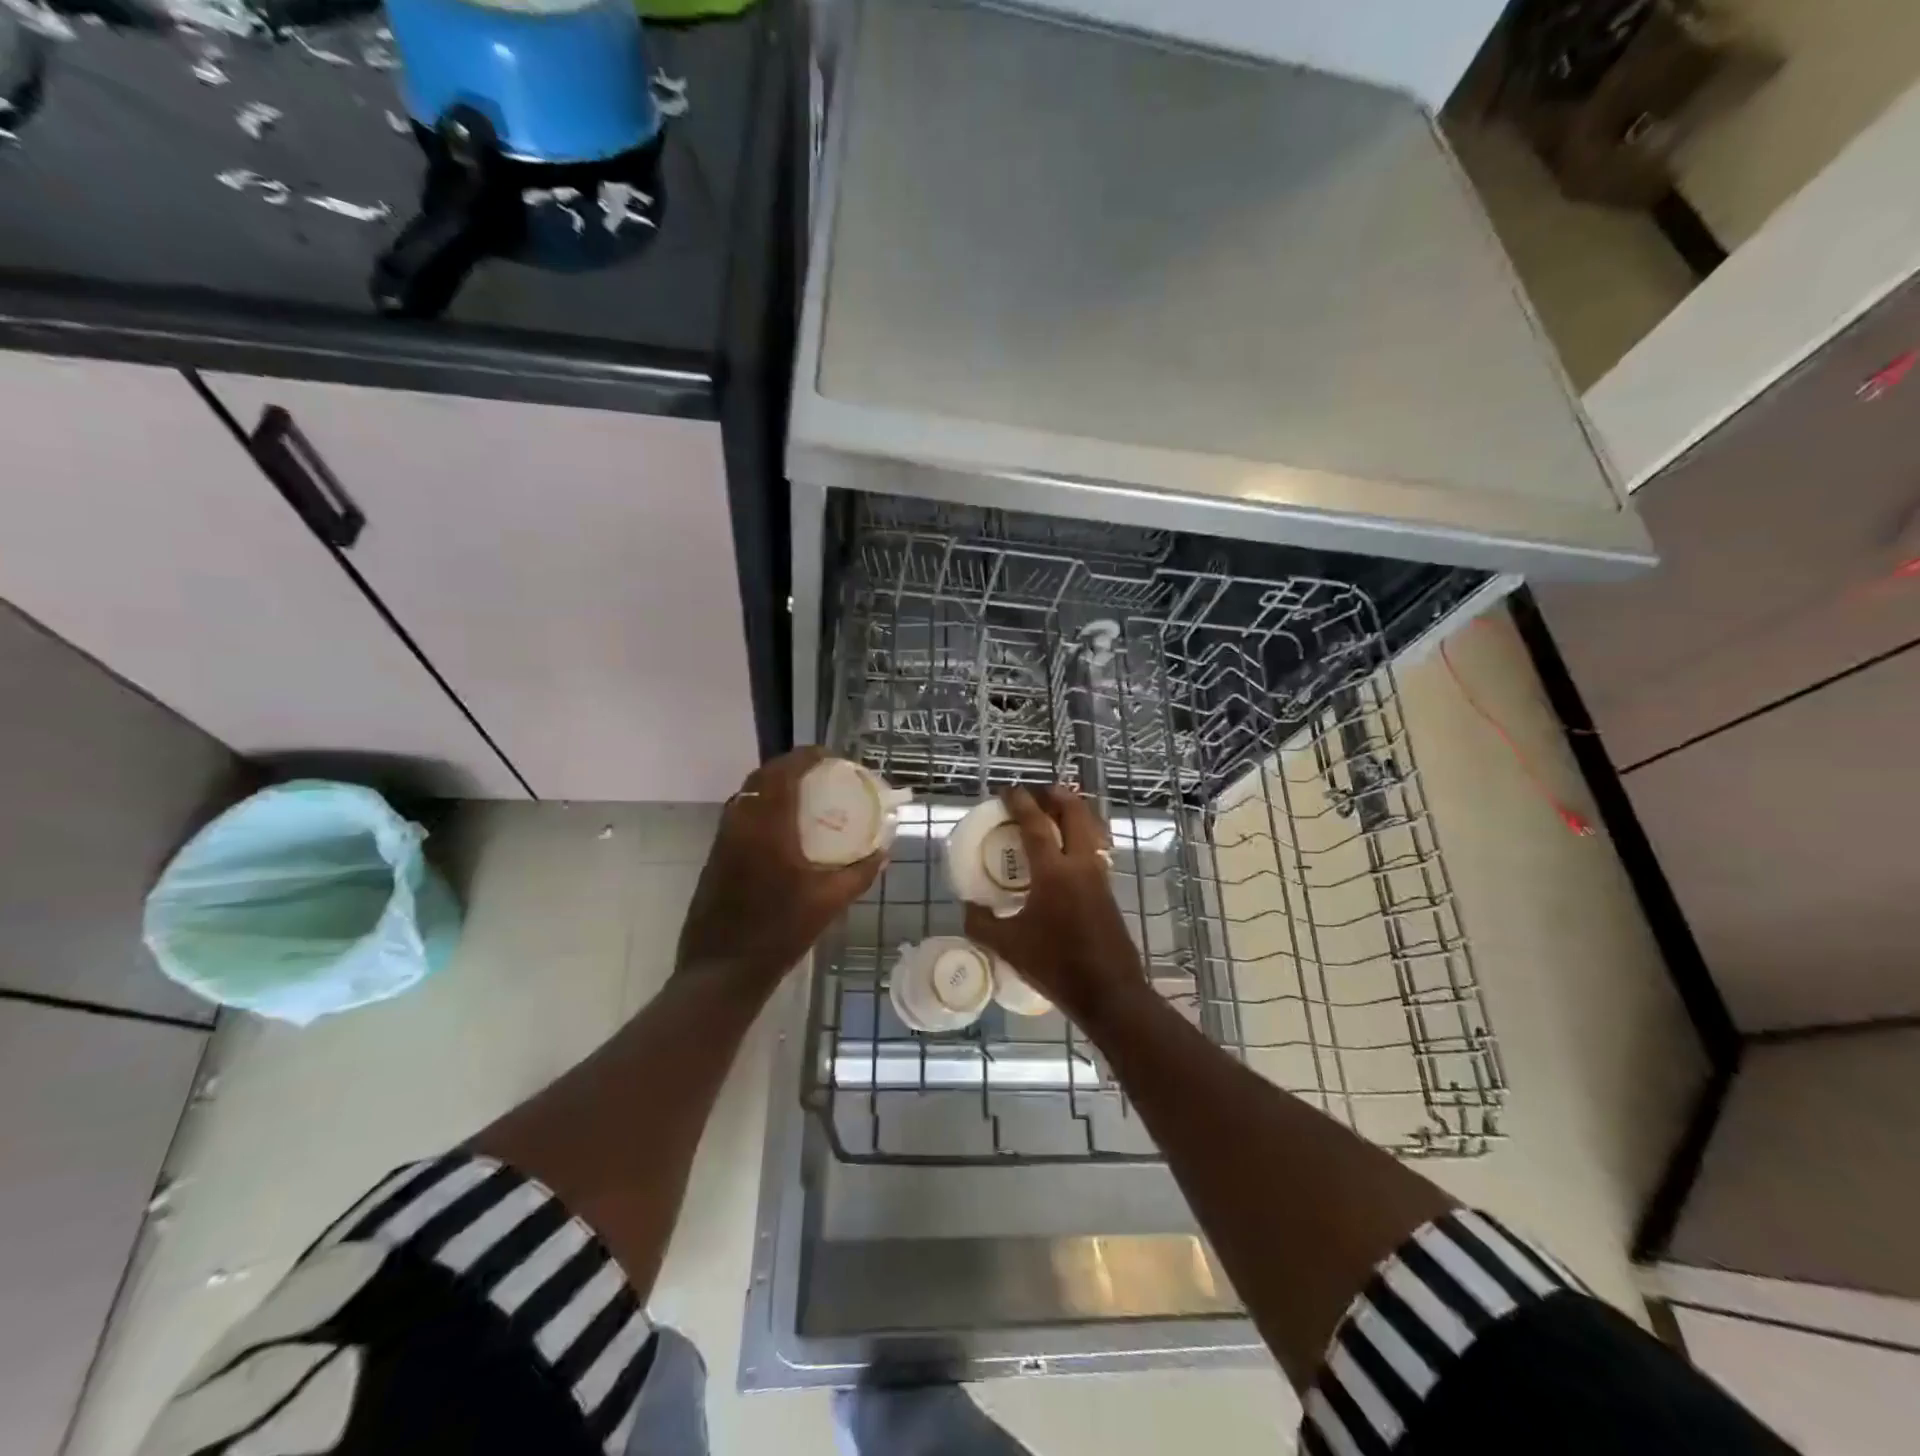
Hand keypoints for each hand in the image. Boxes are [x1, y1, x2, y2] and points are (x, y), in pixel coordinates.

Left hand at [676, 747, 883, 993]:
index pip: (784, 772)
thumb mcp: (829, 903)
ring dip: (773, 785)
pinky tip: (782, 828)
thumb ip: (860, 873)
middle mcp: (741, 823)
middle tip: (820, 773)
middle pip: (762, 776)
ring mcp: (723, 840)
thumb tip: (883, 852)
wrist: (722, 970)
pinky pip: (740, 814)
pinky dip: (761, 806)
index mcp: (768, 827)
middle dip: (791, 767)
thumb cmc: (779, 933)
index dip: (807, 757)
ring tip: (804, 795)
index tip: (831, 757)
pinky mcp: (715, 856)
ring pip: (747, 794)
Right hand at [963, 786, 1146, 1027]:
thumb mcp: (1008, 946)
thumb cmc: (1055, 965)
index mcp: (1053, 871)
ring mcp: (1099, 877)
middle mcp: (1080, 865)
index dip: (1020, 802)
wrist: (1108, 992)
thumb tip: (968, 907)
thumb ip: (982, 923)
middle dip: (1058, 797)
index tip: (1007, 791)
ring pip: (1091, 830)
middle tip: (1039, 793)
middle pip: (1075, 814)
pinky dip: (1082, 837)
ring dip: (1074, 814)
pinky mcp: (1109, 892)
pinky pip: (1095, 850)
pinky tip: (1068, 853)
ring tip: (1056, 814)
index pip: (1036, 824)